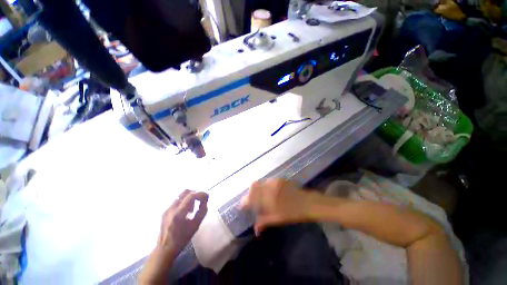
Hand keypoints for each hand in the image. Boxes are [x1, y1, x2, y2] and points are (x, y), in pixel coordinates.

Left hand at [140, 190, 207, 283]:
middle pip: (185, 192)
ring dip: (189, 198)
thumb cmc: (182, 239)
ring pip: (181, 196)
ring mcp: (167, 209)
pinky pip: (177, 201)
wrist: (165, 250)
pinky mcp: (164, 211)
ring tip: (192, 209)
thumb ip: (202, 210)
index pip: (192, 196)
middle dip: (195, 194)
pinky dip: (184, 202)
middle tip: (200, 201)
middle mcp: (171, 208)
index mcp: (179, 213)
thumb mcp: (196, 225)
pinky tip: (186, 212)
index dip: (201, 194)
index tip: (207, 197)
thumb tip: (205, 200)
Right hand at [240, 179, 314, 234]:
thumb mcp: (277, 219)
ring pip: (260, 183)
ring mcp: (274, 182)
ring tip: (261, 196)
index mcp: (268, 199)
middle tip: (253, 200)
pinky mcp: (279, 179)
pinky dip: (265, 186)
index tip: (243, 205)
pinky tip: (270, 192)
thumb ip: (264, 222)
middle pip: (253, 186)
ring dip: (258, 189)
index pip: (251, 197)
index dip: (245, 201)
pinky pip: (268, 181)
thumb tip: (255, 230)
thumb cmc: (293, 213)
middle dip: (250, 192)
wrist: (307, 203)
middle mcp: (269, 188)